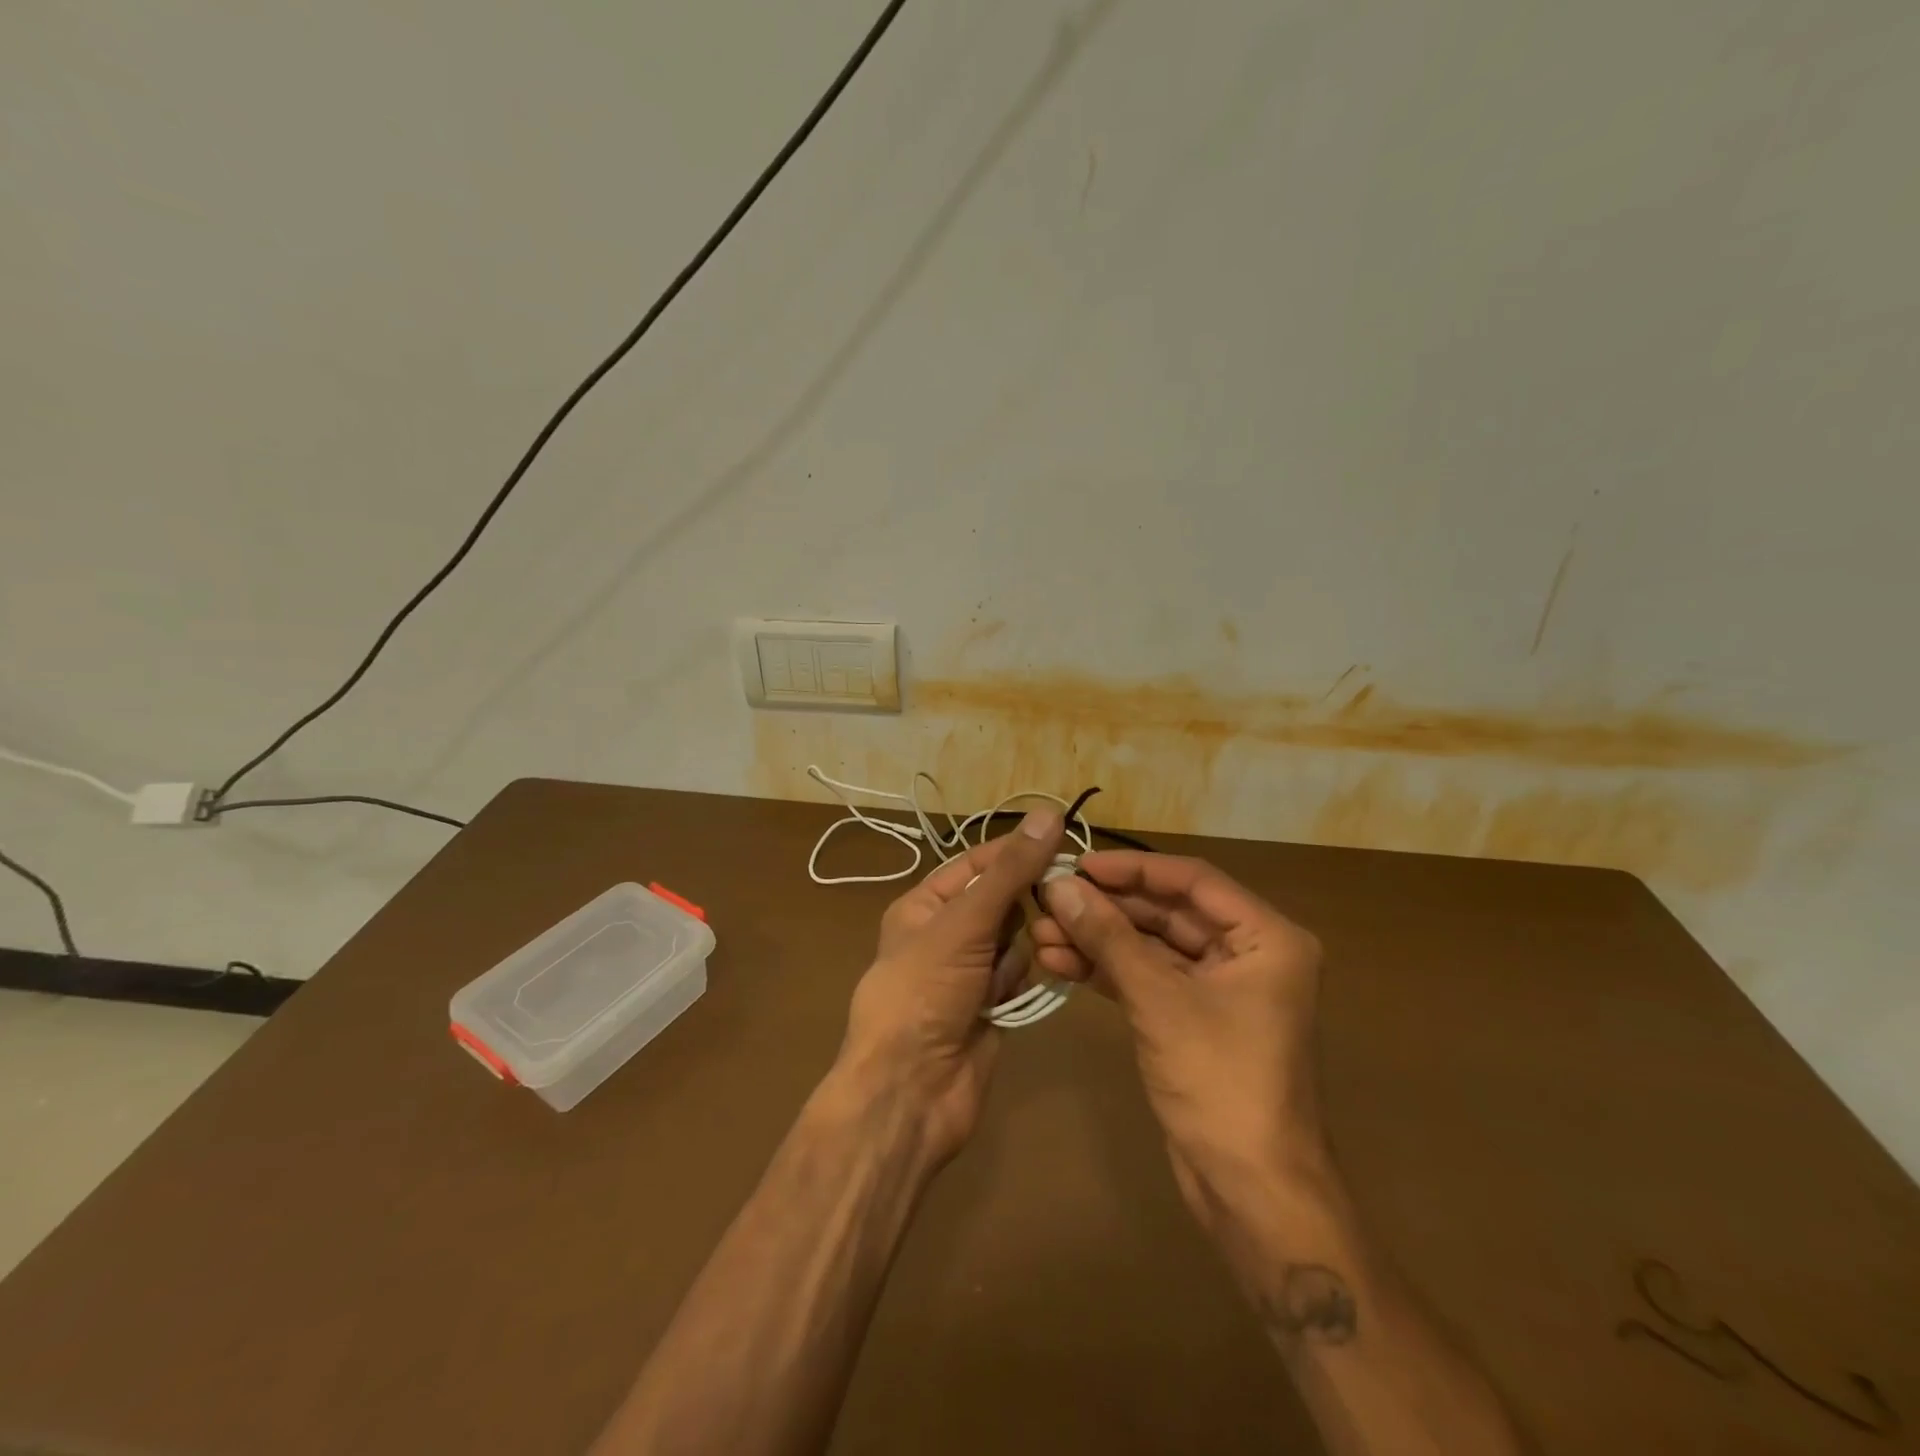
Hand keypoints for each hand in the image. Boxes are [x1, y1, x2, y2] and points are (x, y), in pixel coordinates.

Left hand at [834, 809, 1065, 1165]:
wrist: (910, 1090)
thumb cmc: (924, 992)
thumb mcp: (964, 922)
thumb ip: (1010, 871)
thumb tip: (1048, 813)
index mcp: (924, 906)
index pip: (977, 863)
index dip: (1016, 853)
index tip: (1064, 842)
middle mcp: (945, 934)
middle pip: (1002, 901)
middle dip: (1023, 905)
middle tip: (1056, 903)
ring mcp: (968, 973)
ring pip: (1016, 939)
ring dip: (1020, 950)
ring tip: (1007, 968)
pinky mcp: (990, 1006)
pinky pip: (1018, 976)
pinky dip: (1019, 981)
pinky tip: (1006, 997)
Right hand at [1033, 853, 1329, 1222]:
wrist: (1250, 1191)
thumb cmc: (1220, 1082)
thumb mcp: (1159, 1001)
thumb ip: (1108, 937)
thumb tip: (1057, 885)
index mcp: (1266, 937)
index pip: (1192, 881)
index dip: (1132, 869)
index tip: (1077, 864)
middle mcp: (1247, 953)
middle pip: (1168, 911)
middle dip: (1107, 908)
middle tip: (1049, 898)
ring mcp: (1219, 987)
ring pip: (1152, 946)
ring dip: (1099, 939)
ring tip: (1040, 932)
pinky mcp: (1193, 1017)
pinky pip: (1147, 978)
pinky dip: (1107, 970)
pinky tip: (1060, 961)